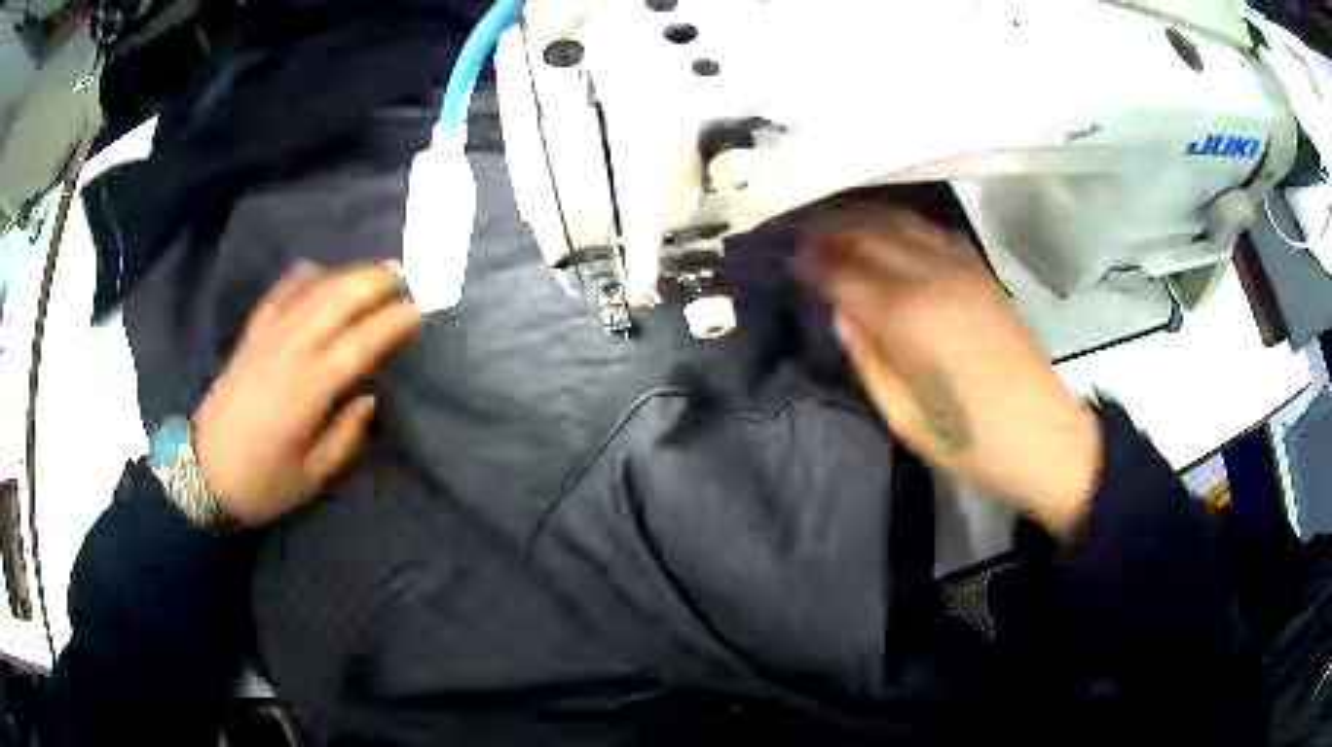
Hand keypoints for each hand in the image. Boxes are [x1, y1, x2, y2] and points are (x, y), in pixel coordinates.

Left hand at [191, 261, 422, 526]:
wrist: (202, 470)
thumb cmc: (261, 482)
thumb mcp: (311, 477)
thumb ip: (344, 436)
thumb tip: (368, 399)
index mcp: (308, 389)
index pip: (361, 343)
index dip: (393, 323)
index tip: (420, 311)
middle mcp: (290, 351)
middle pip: (339, 300)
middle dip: (376, 282)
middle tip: (406, 275)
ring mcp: (267, 336)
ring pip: (314, 289)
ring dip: (348, 273)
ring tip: (375, 269)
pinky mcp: (251, 334)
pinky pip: (281, 292)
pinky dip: (305, 276)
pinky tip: (321, 272)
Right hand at [798, 205, 1101, 536]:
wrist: (1041, 435)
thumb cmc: (968, 440)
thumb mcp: (901, 415)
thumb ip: (867, 357)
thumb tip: (842, 313)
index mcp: (907, 316)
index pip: (843, 272)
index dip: (811, 264)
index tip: (787, 263)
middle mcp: (931, 276)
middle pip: (868, 234)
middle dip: (829, 232)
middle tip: (801, 239)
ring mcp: (960, 268)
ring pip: (899, 222)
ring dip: (862, 221)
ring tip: (835, 230)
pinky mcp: (979, 271)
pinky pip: (929, 232)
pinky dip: (898, 225)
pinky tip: (886, 235)